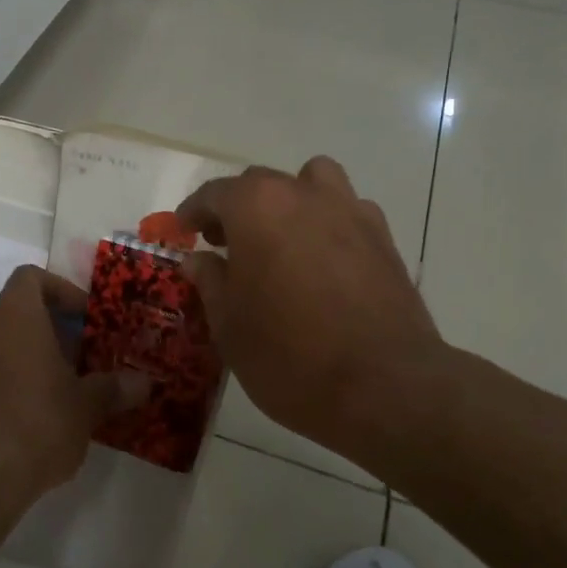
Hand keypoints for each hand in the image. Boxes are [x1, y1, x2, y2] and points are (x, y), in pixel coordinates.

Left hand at [0, 266, 148, 506]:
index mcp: (15, 314)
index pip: (32, 278)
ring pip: (4, 343)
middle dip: (55, 330)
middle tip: (87, 357)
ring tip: (68, 389)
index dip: (62, 290)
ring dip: (34, 357)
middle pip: (20, 312)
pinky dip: (14, 380)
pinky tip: (40, 415)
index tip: (88, 318)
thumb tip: (143, 384)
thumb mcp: (86, 405)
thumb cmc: (37, 421)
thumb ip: (113, 388)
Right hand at [178, 157, 451, 462]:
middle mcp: (303, 195)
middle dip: (237, 207)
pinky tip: (323, 259)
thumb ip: (210, 282)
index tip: (183, 229)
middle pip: (261, 183)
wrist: (383, 386)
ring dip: (290, 199)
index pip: (214, 194)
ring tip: (281, 237)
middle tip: (224, 243)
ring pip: (313, 181)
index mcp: (257, 207)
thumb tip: (198, 259)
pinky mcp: (383, 238)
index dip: (193, 211)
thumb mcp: (229, 326)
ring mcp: (350, 211)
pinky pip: (347, 211)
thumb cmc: (288, 355)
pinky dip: (328, 222)